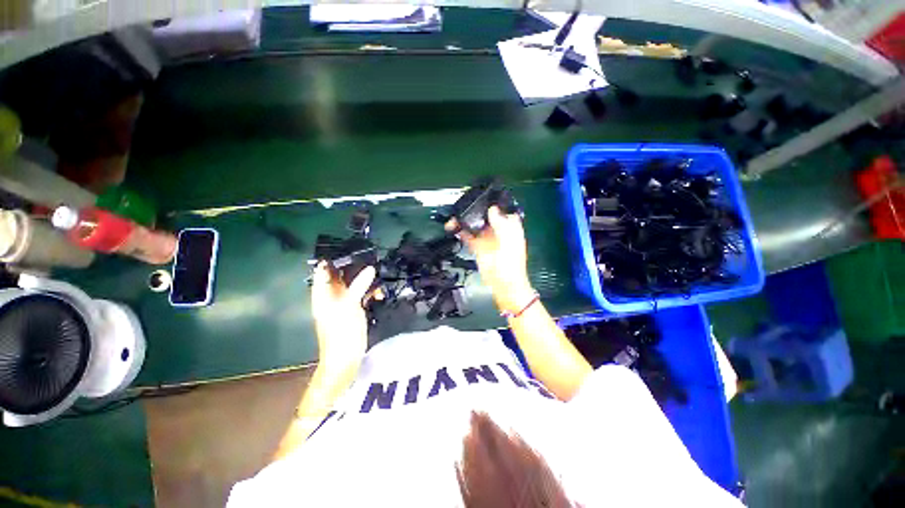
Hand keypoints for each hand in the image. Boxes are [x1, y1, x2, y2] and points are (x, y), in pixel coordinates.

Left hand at [311, 261, 375, 360]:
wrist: (346, 357)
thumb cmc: (341, 332)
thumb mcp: (349, 305)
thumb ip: (359, 285)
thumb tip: (370, 268)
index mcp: (323, 293)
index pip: (324, 270)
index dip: (333, 259)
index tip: (350, 249)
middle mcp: (332, 295)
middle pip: (342, 275)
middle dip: (355, 269)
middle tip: (371, 262)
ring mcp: (344, 302)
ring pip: (354, 284)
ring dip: (366, 282)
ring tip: (377, 283)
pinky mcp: (355, 309)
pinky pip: (362, 295)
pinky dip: (370, 293)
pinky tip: (378, 296)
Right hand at [447, 206, 534, 312]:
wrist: (504, 285)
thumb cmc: (511, 264)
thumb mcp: (508, 242)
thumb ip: (501, 224)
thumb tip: (492, 209)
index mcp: (509, 226)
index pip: (501, 208)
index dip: (492, 201)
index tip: (480, 194)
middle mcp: (497, 229)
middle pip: (485, 215)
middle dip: (474, 210)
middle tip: (461, 204)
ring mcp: (487, 238)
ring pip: (474, 224)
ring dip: (465, 220)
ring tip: (453, 217)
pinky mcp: (478, 247)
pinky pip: (468, 236)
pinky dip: (461, 231)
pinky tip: (453, 227)